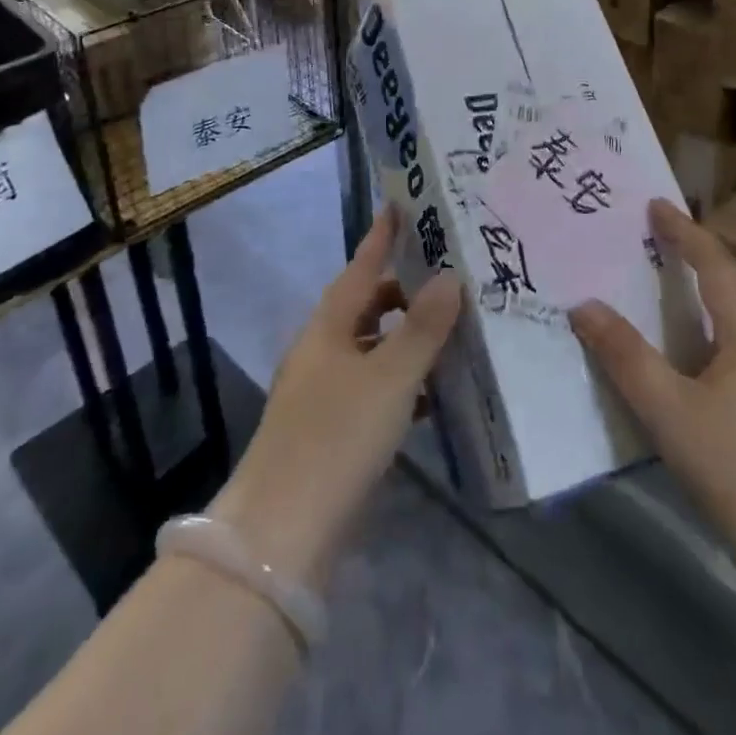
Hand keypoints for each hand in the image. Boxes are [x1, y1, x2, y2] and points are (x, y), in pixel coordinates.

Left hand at [209, 210, 460, 589]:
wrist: (283, 530)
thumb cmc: (338, 435)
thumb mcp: (391, 377)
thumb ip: (424, 327)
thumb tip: (450, 277)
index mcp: (328, 326)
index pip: (361, 266)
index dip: (381, 236)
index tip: (400, 204)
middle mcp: (321, 350)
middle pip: (365, 307)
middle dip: (403, 292)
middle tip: (447, 280)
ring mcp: (322, 391)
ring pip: (371, 349)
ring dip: (406, 339)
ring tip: (451, 333)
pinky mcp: (330, 429)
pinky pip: (373, 387)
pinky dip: (401, 382)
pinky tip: (432, 395)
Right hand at [570, 199, 735, 618]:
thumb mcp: (667, 411)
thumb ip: (624, 355)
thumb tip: (583, 305)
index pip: (715, 264)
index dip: (684, 232)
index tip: (655, 205)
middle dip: (712, 253)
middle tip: (674, 242)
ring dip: (731, 284)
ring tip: (697, 285)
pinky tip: (719, 350)